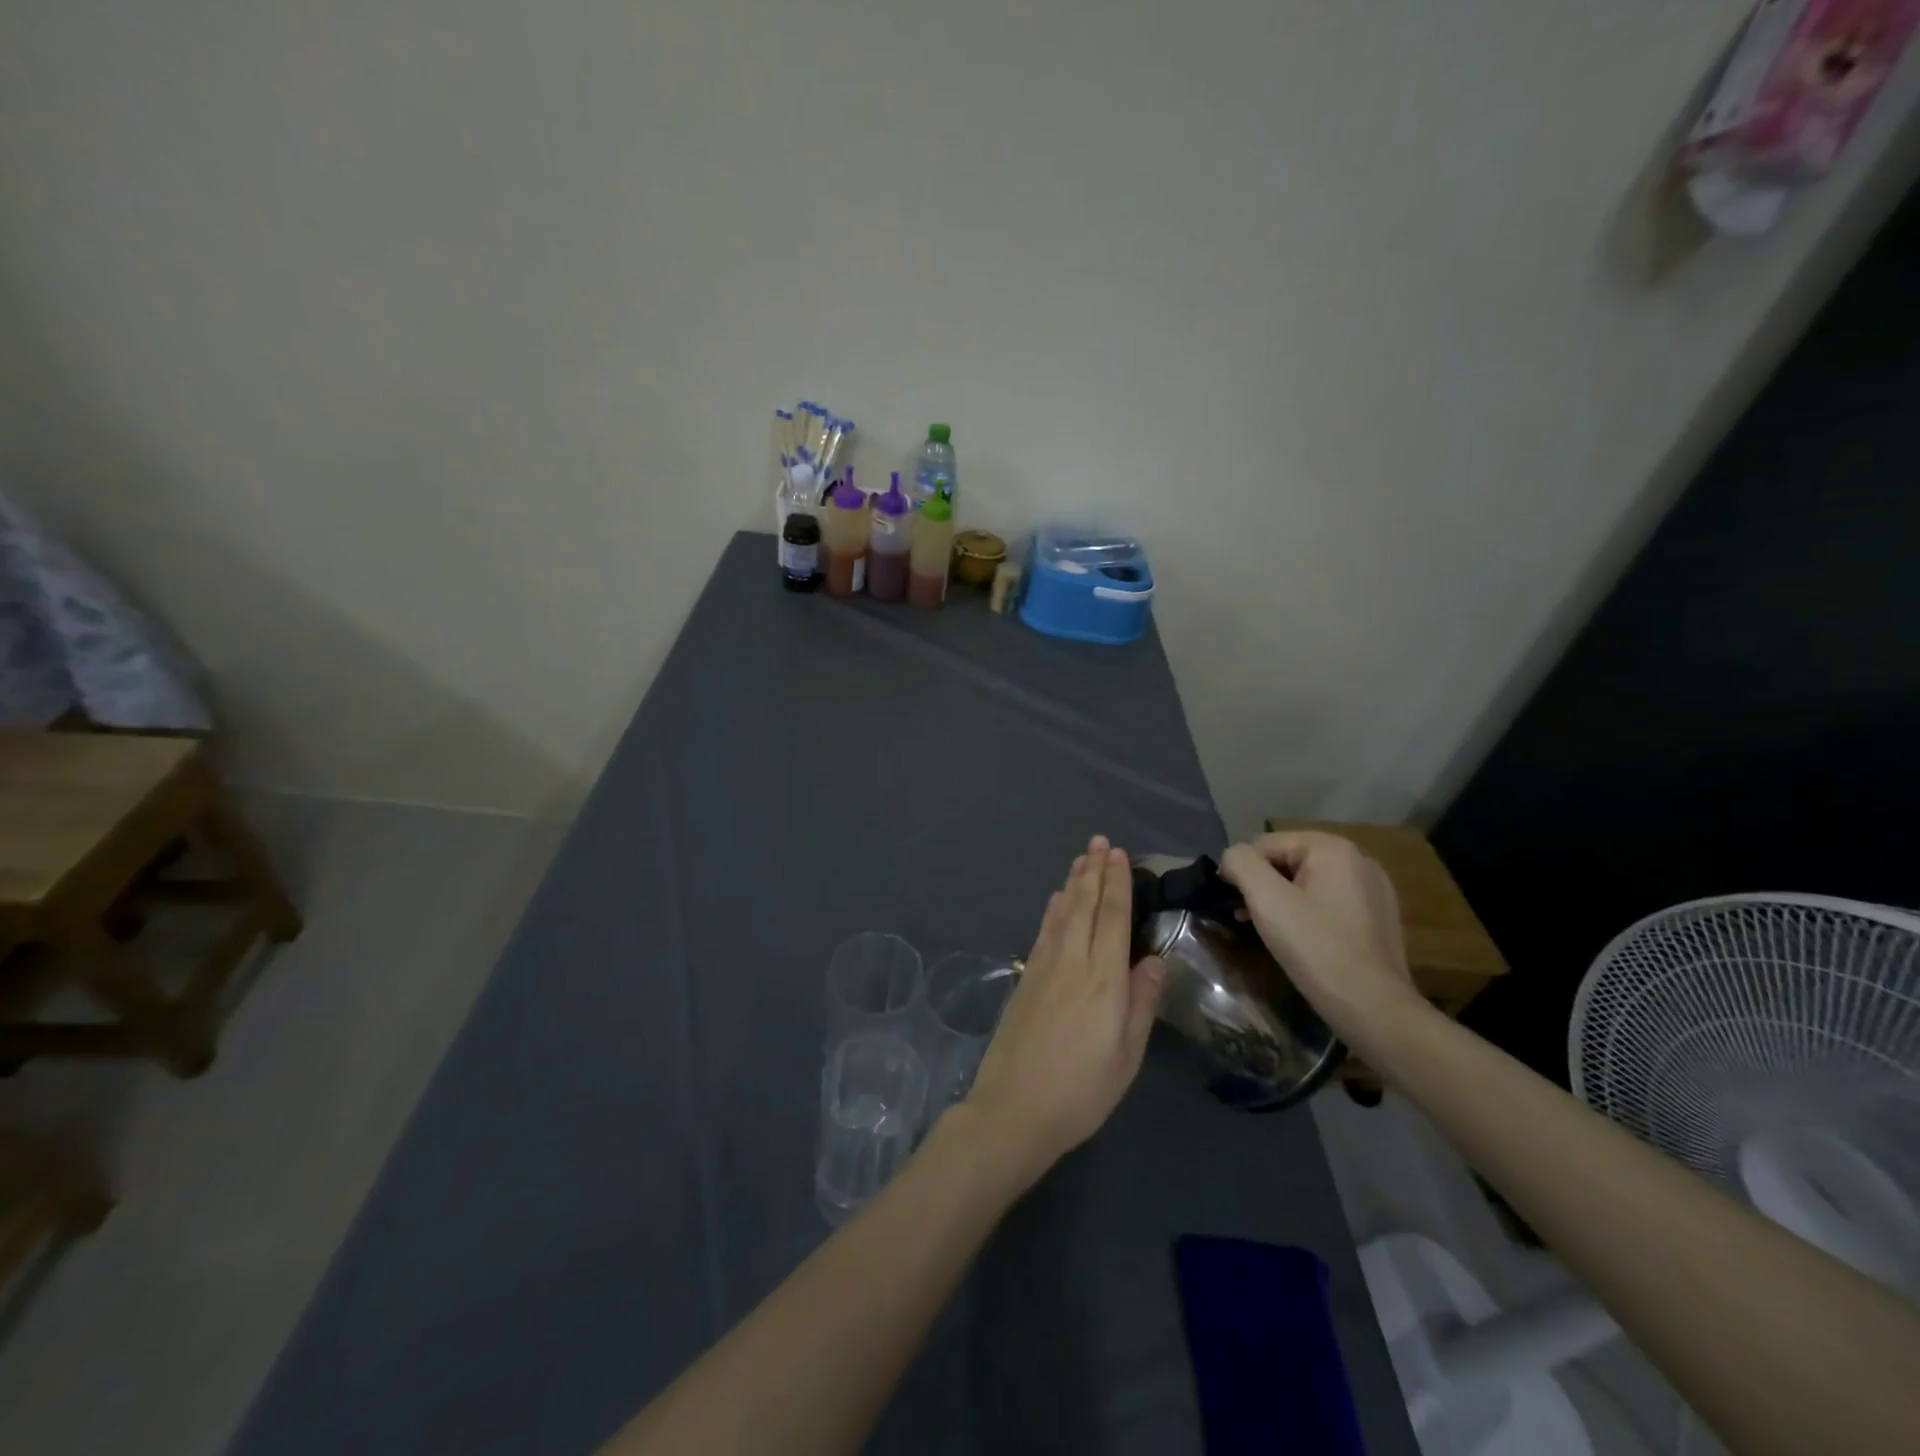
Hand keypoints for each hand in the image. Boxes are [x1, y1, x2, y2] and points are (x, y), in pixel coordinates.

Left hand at [964, 837, 1165, 1182]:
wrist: (1014, 1109)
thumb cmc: (1082, 1091)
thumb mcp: (1127, 1055)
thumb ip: (1142, 1002)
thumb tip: (1154, 958)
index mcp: (1105, 980)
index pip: (1113, 918)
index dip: (1117, 883)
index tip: (1119, 855)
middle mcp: (1074, 962)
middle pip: (1085, 906)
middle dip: (1094, 872)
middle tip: (1100, 842)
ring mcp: (1045, 967)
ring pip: (1062, 913)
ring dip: (1073, 883)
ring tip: (1082, 858)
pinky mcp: (1026, 978)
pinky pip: (1044, 931)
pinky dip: (1053, 909)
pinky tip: (1055, 900)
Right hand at [1219, 831, 1417, 1036]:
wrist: (1373, 1008)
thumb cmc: (1316, 949)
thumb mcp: (1266, 900)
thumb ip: (1241, 864)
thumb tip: (1232, 858)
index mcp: (1333, 848)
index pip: (1266, 844)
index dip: (1242, 870)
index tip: (1232, 903)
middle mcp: (1358, 859)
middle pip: (1289, 860)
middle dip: (1262, 885)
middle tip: (1247, 918)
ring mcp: (1373, 888)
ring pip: (1309, 882)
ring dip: (1281, 899)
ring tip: (1267, 929)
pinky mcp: (1378, 915)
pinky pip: (1330, 900)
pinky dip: (1307, 912)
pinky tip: (1301, 939)